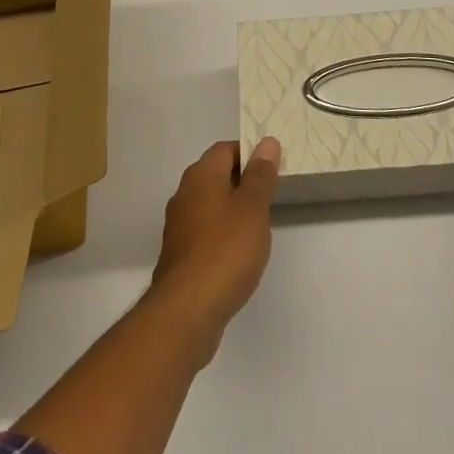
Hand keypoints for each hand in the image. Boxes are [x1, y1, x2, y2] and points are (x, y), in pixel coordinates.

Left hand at [145, 138, 280, 362]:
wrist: (186, 312)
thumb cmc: (225, 251)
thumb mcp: (252, 209)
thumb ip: (260, 175)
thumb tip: (266, 142)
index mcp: (200, 176)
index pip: (225, 149)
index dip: (250, 152)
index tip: (274, 166)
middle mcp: (185, 195)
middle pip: (217, 175)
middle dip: (243, 180)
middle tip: (272, 193)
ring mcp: (179, 227)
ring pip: (211, 204)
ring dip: (234, 208)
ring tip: (260, 223)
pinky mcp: (180, 255)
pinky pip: (206, 231)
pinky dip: (223, 234)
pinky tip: (240, 252)